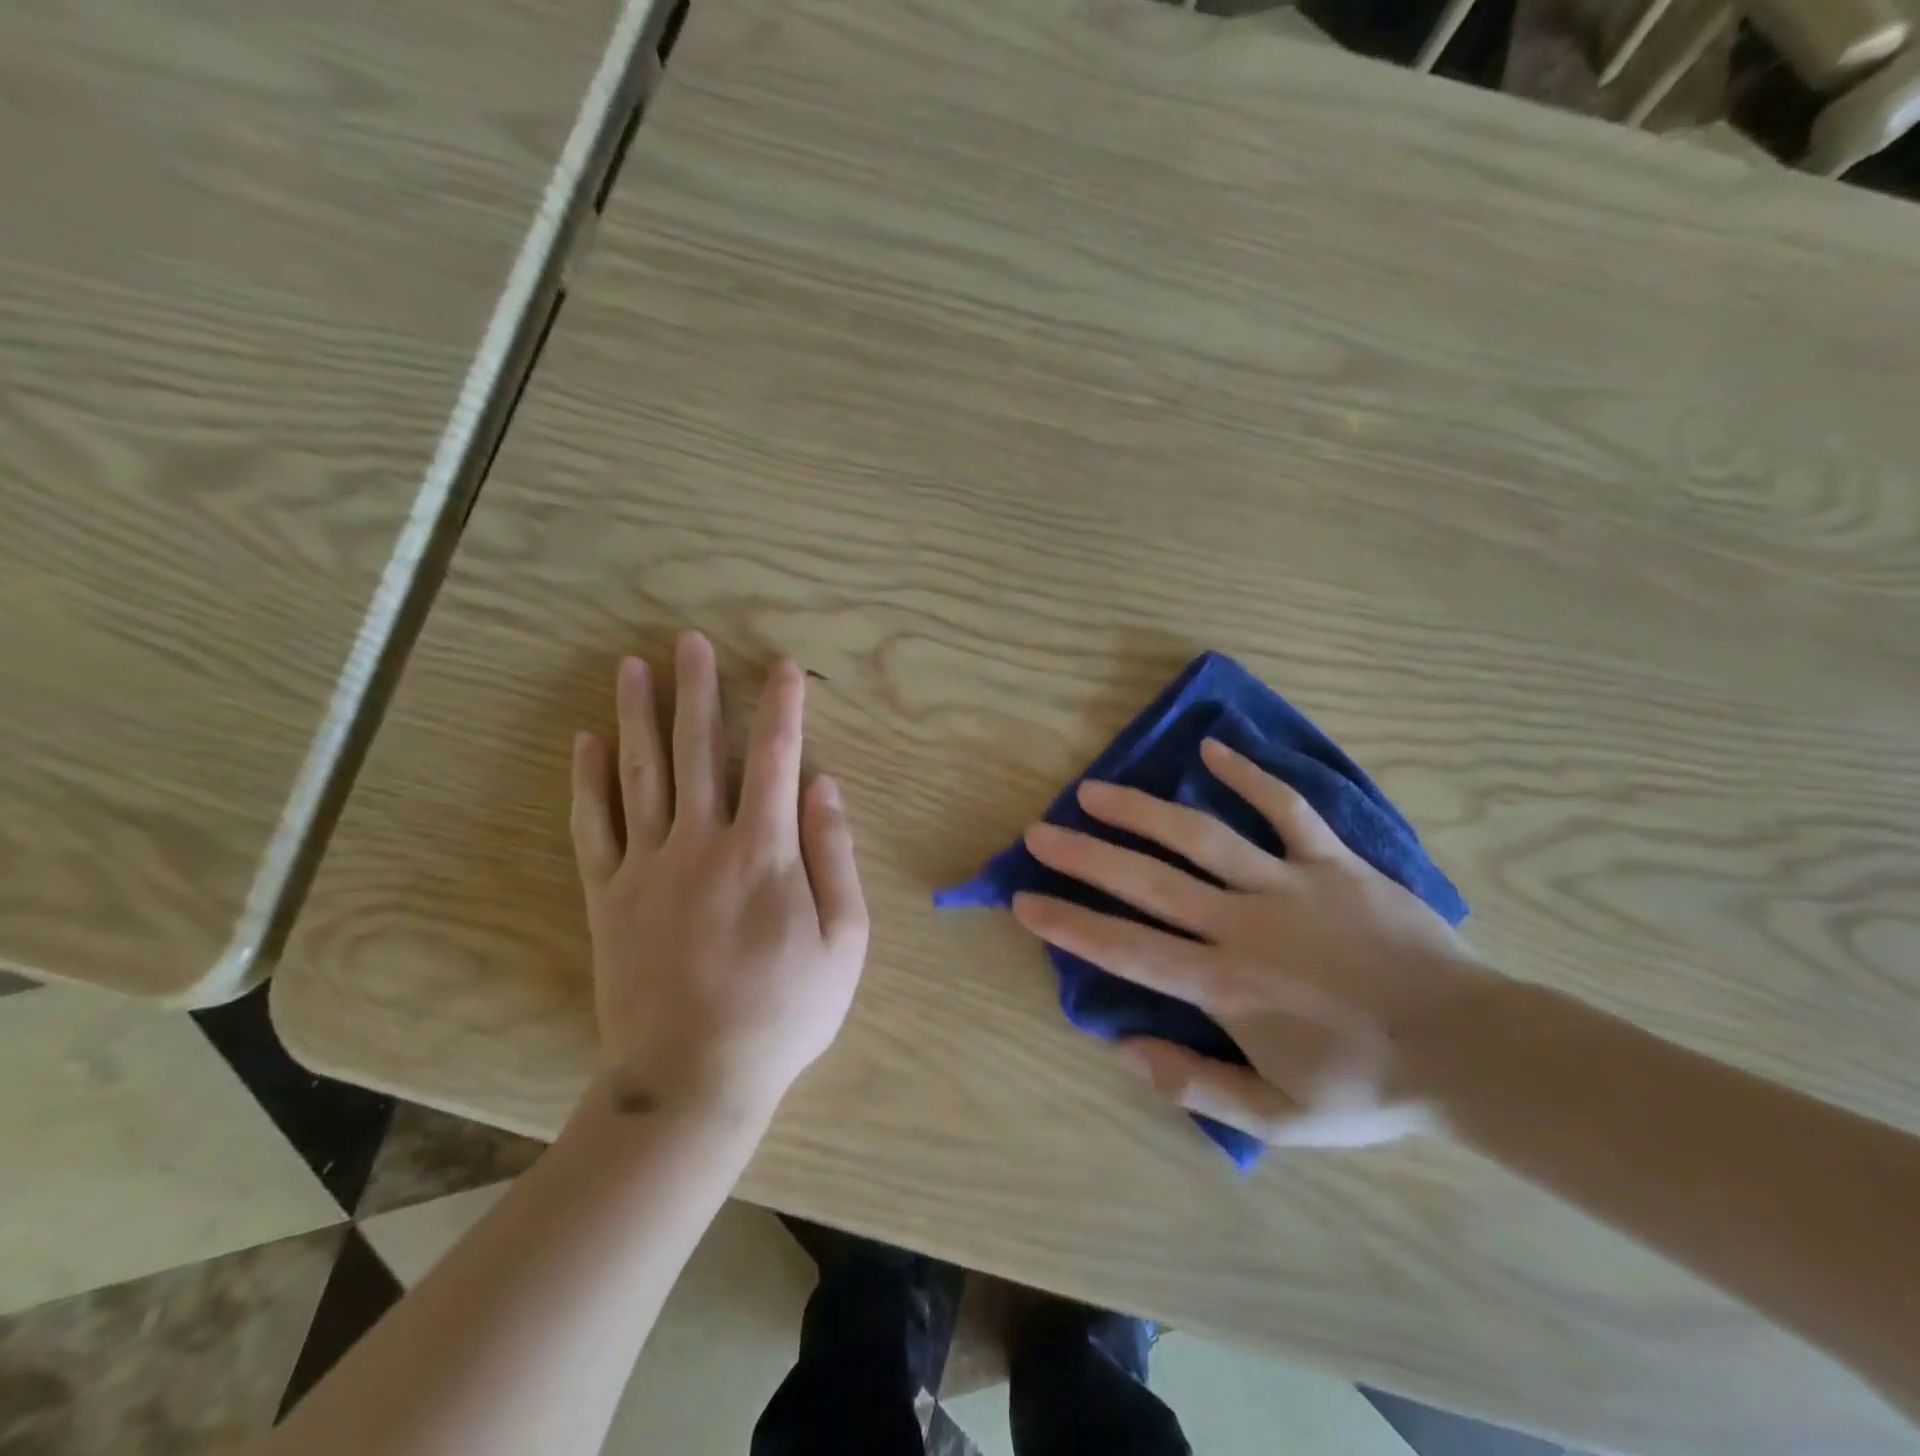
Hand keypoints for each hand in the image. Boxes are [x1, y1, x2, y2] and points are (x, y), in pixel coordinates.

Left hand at [569, 632, 869, 1121]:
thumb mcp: (842, 941)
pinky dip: (588, 780)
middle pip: (698, 749)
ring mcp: (647, 866)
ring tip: (635, 666)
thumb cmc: (783, 1012)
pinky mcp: (609, 895)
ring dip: (638, 714)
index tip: (784, 667)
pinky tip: (587, 741)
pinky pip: (593, 826)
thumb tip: (825, 785)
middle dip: (699, 690)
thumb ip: (834, 856)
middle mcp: (701, 843)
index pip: (775, 758)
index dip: (782, 707)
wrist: (692, 1080)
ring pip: (641, 773)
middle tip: (691, 640)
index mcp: (763, 852)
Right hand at [1012, 738, 1497, 1148]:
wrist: (1474, 1051)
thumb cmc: (1370, 1085)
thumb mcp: (1279, 1118)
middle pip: (1149, 881)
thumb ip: (1195, 1086)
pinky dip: (1251, 775)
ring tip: (1095, 789)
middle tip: (1039, 831)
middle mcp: (1243, 924)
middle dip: (1086, 855)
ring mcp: (1288, 884)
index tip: (1023, 900)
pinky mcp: (1333, 862)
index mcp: (1225, 985)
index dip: (1069, 923)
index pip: (1126, 949)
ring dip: (1143, 810)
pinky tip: (1211, 747)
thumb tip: (1124, 1049)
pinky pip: (1287, 809)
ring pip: (1202, 835)